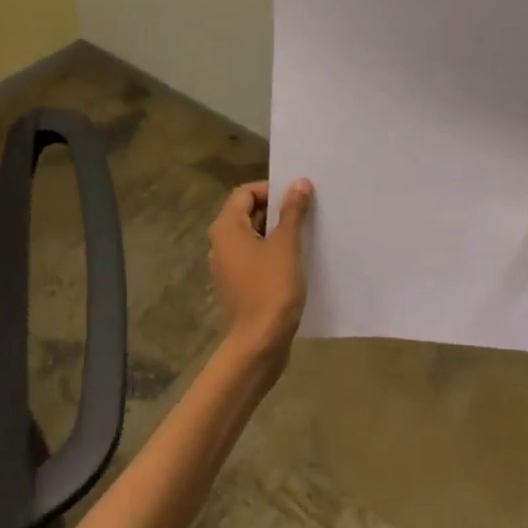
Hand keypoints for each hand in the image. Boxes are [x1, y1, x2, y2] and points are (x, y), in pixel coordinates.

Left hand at [208, 178, 312, 370]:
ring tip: (306, 235)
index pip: (246, 192)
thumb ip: (292, 211)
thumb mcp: (286, 245)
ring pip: (254, 237)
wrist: (258, 344)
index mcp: (227, 228)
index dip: (272, 189)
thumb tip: (299, 183)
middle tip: (307, 213)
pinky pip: (255, 258)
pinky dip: (273, 254)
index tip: (298, 197)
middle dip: (277, 210)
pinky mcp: (238, 286)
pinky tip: (297, 262)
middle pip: (248, 213)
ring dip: (277, 233)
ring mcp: (228, 267)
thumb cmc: (271, 288)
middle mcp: (221, 244)